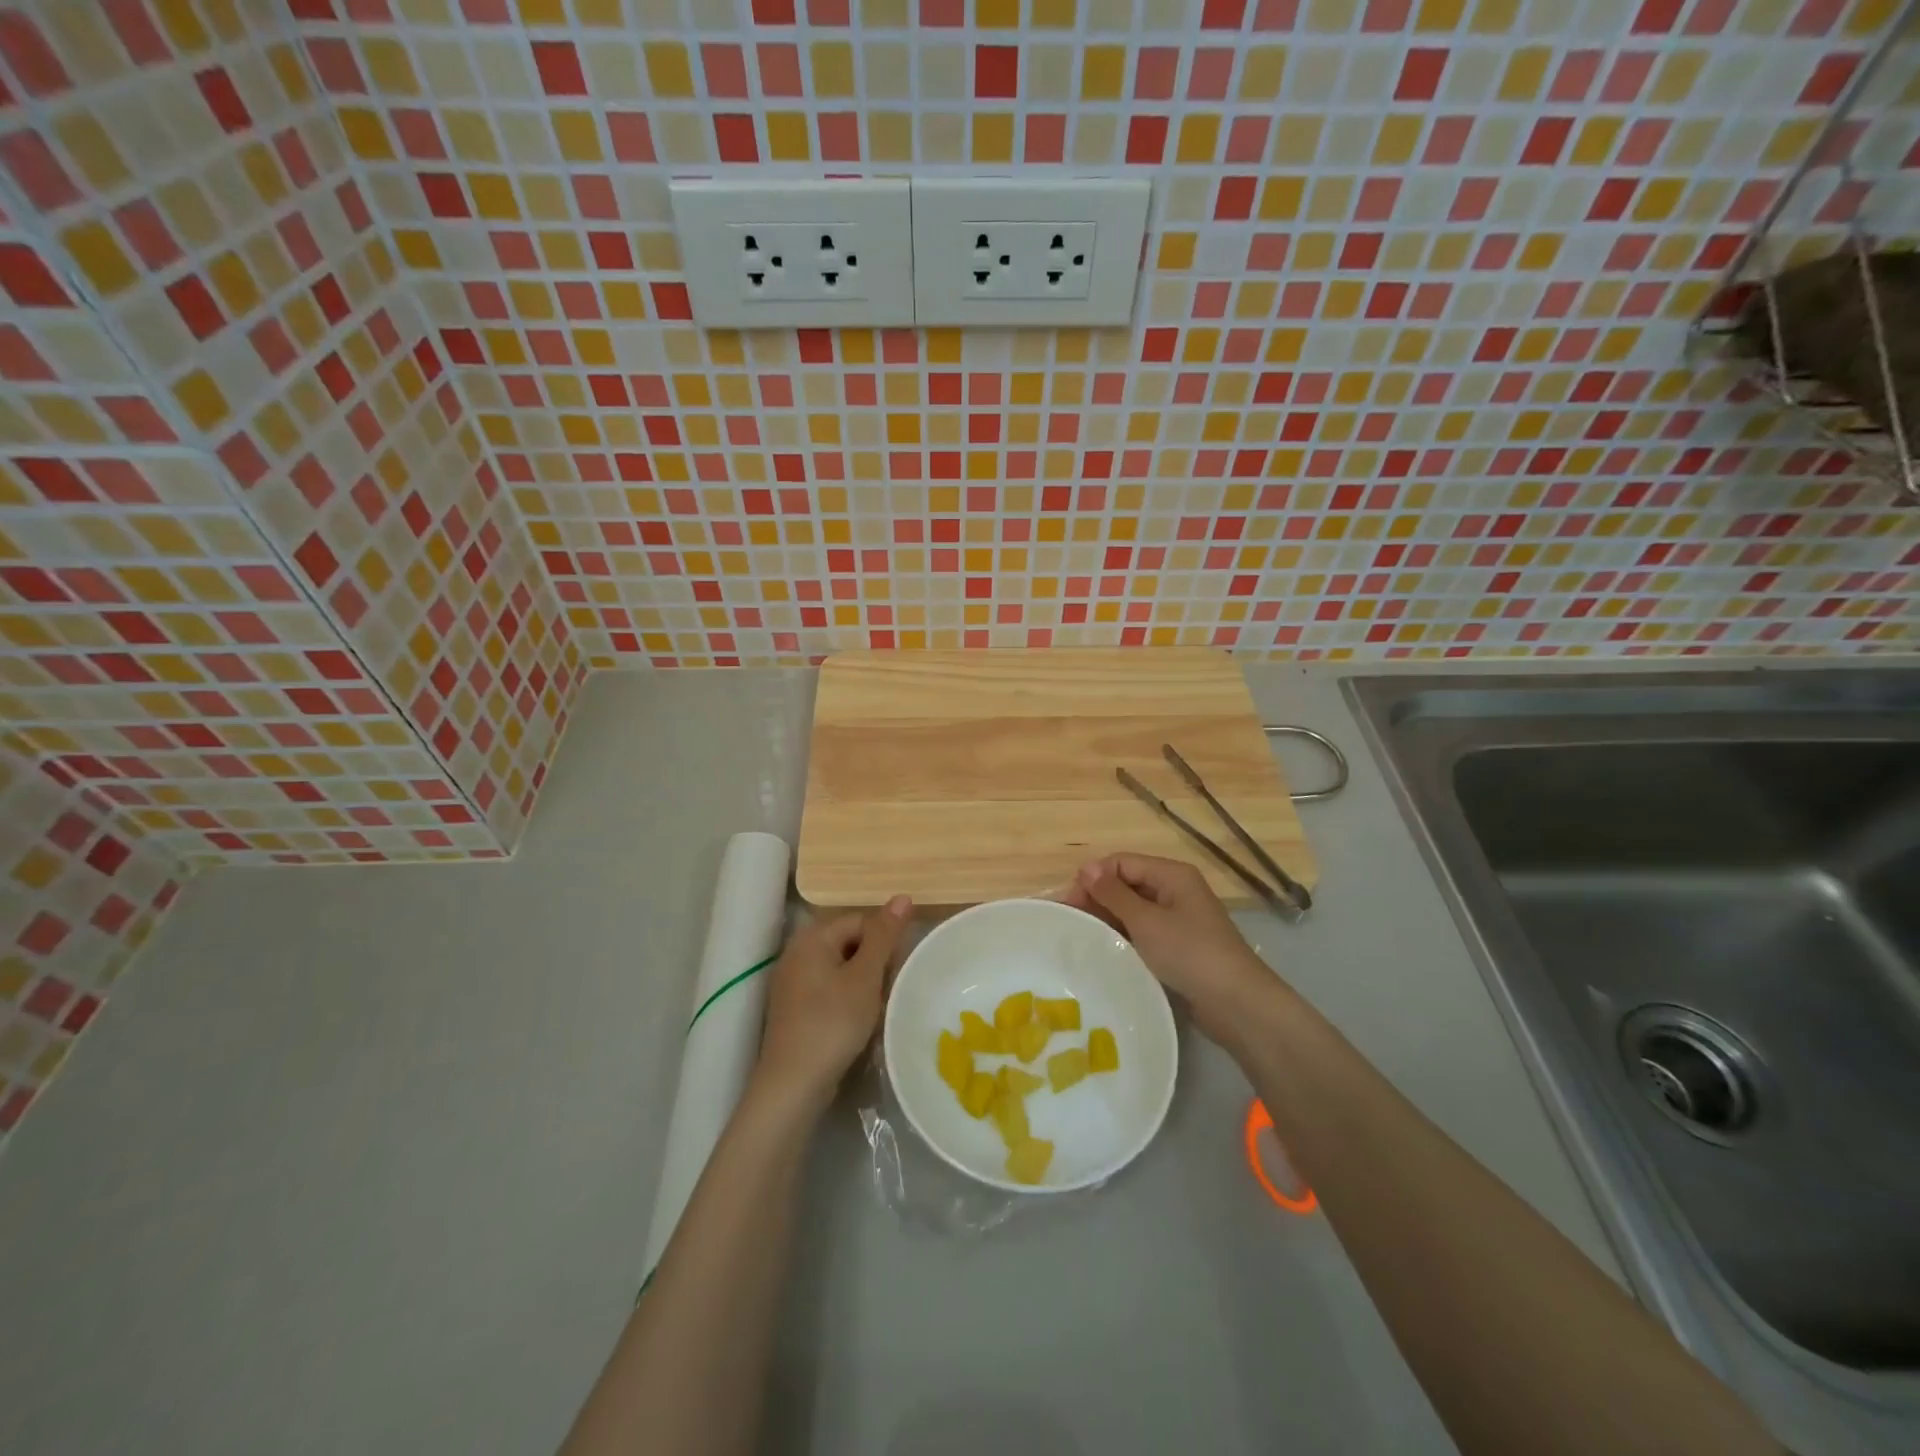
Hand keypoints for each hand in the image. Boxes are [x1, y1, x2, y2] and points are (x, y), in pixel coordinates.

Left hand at [753, 896, 910, 1115]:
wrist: (794, 1083)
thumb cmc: (833, 1022)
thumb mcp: (866, 976)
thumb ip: (884, 935)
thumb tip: (902, 896)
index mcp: (812, 937)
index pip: (860, 920)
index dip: (885, 940)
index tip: (897, 970)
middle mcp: (797, 952)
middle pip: (850, 943)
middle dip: (874, 963)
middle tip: (889, 990)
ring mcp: (792, 982)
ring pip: (841, 969)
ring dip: (864, 984)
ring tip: (876, 1008)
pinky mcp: (794, 1009)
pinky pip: (829, 990)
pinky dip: (847, 1000)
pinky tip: (857, 1023)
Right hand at [1065, 854, 1275, 1043]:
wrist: (1236, 1004)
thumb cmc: (1189, 953)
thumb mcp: (1146, 921)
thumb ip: (1114, 894)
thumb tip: (1086, 868)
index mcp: (1172, 874)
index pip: (1121, 863)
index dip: (1093, 878)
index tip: (1069, 903)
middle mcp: (1175, 890)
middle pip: (1127, 884)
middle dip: (1098, 898)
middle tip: (1070, 922)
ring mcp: (1178, 918)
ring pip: (1133, 909)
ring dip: (1109, 918)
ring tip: (1082, 936)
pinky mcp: (1178, 945)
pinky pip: (1143, 931)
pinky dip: (1124, 936)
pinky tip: (1106, 949)